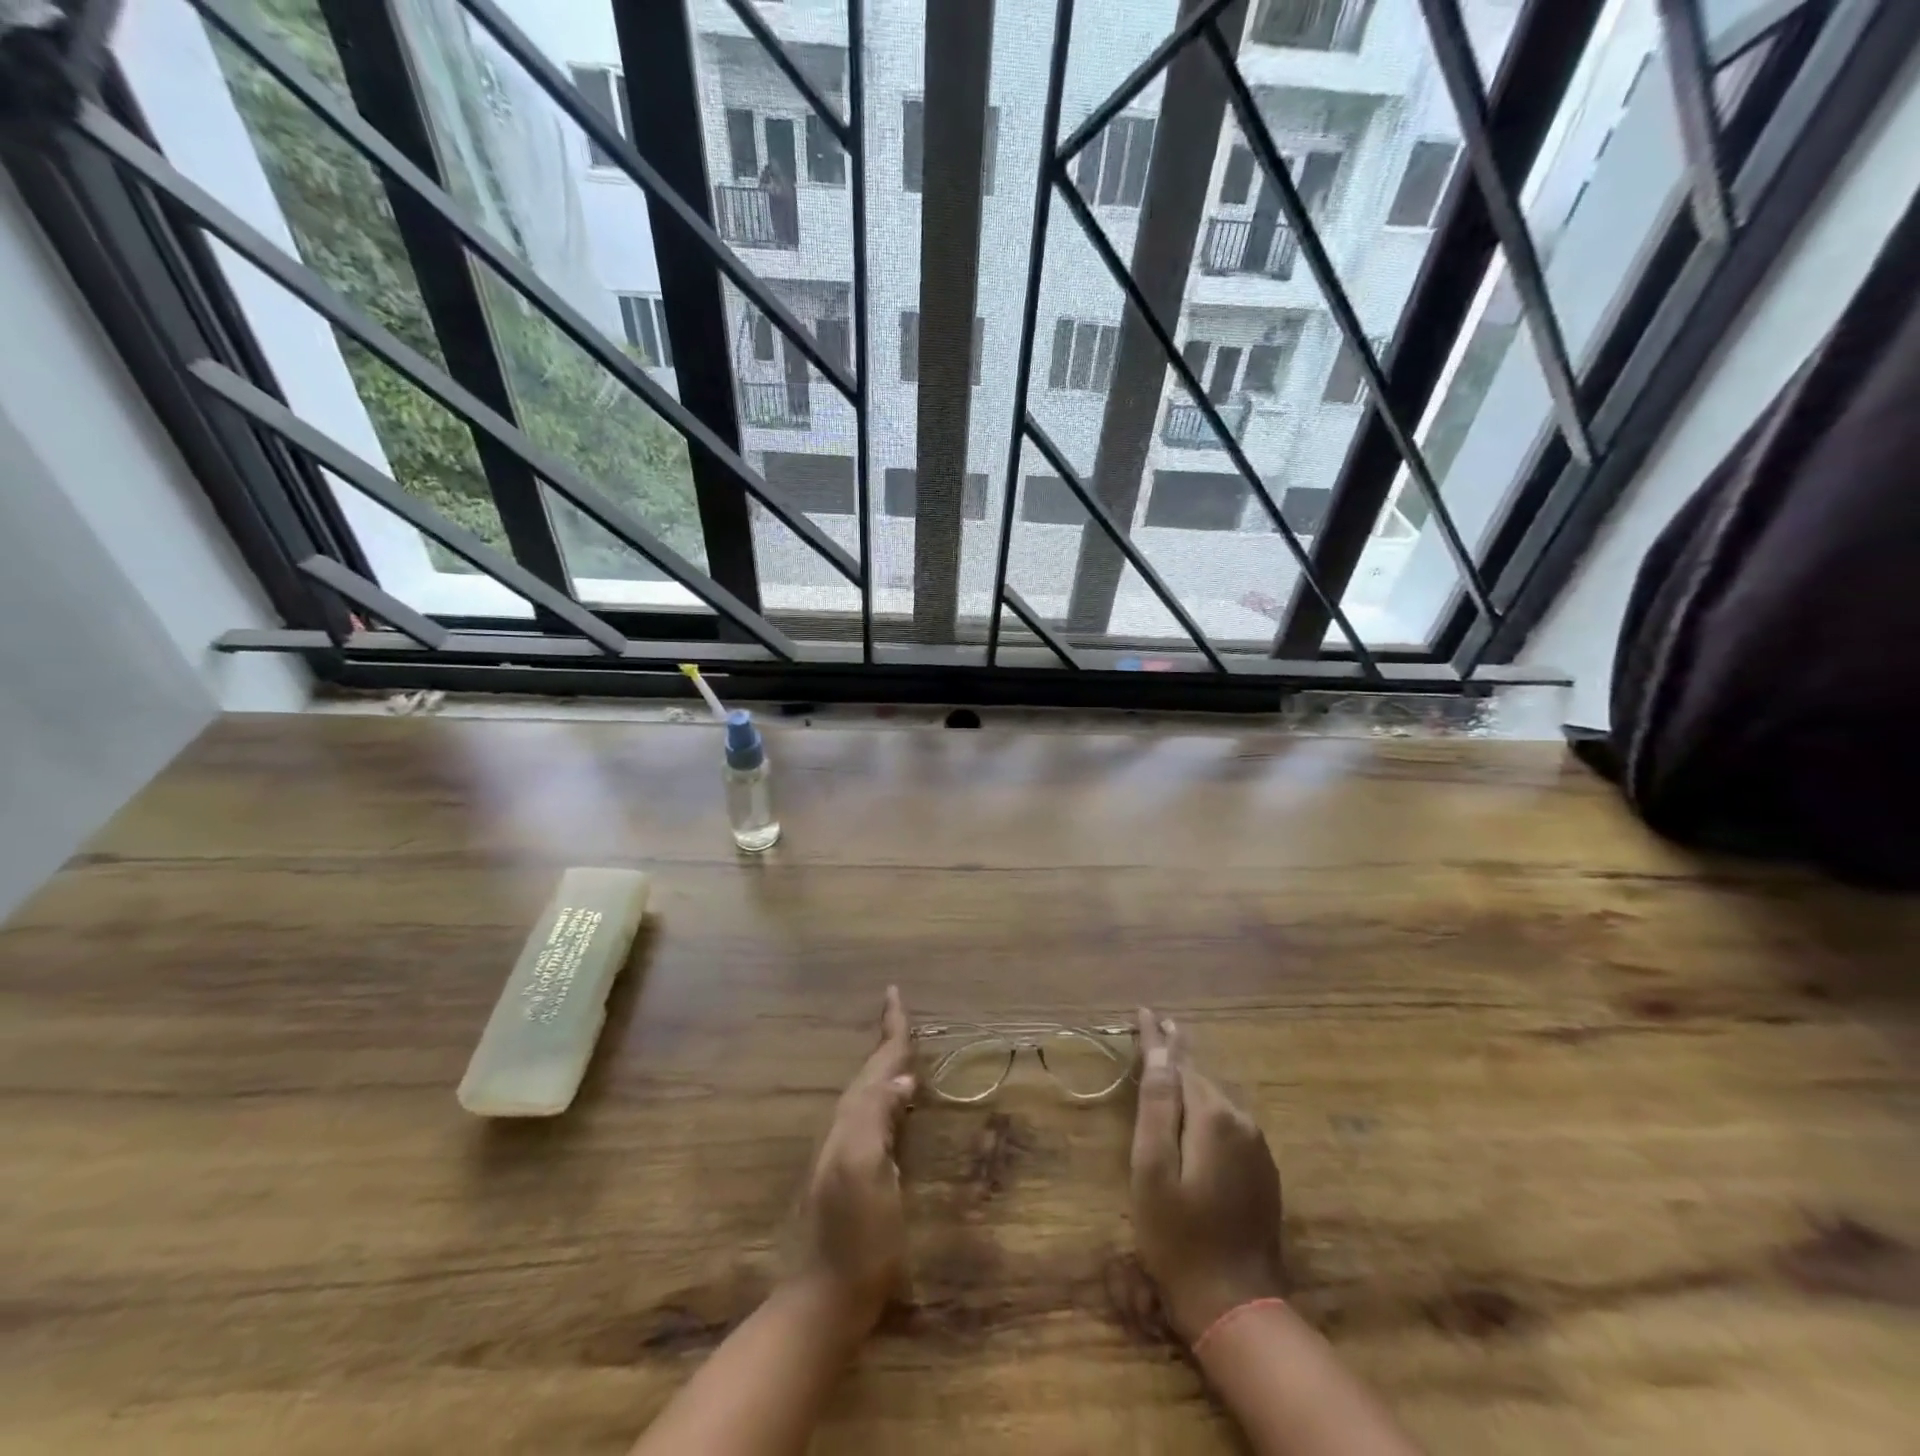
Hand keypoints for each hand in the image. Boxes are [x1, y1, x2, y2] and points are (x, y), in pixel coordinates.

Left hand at [792, 986, 915, 1334]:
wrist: (826, 1295)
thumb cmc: (855, 1236)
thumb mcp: (866, 1172)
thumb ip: (878, 1119)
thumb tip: (902, 1079)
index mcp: (853, 1120)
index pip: (876, 1064)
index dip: (890, 1030)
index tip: (894, 993)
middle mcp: (847, 1127)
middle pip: (870, 1072)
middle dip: (886, 1041)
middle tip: (900, 1013)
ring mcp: (849, 1151)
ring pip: (869, 1092)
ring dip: (884, 1065)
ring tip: (899, 1046)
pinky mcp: (858, 1173)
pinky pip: (874, 1115)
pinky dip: (886, 1095)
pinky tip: (895, 1103)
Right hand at [1129, 1008, 1285, 1343]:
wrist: (1236, 1306)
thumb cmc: (1179, 1237)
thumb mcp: (1153, 1169)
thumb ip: (1157, 1107)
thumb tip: (1161, 1053)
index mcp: (1213, 1117)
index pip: (1179, 1063)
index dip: (1158, 1038)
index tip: (1143, 1010)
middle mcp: (1242, 1122)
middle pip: (1199, 1077)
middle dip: (1174, 1054)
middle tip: (1153, 1028)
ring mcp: (1257, 1148)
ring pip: (1215, 1099)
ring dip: (1189, 1082)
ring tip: (1166, 1062)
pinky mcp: (1262, 1171)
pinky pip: (1227, 1124)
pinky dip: (1205, 1109)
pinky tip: (1191, 1111)